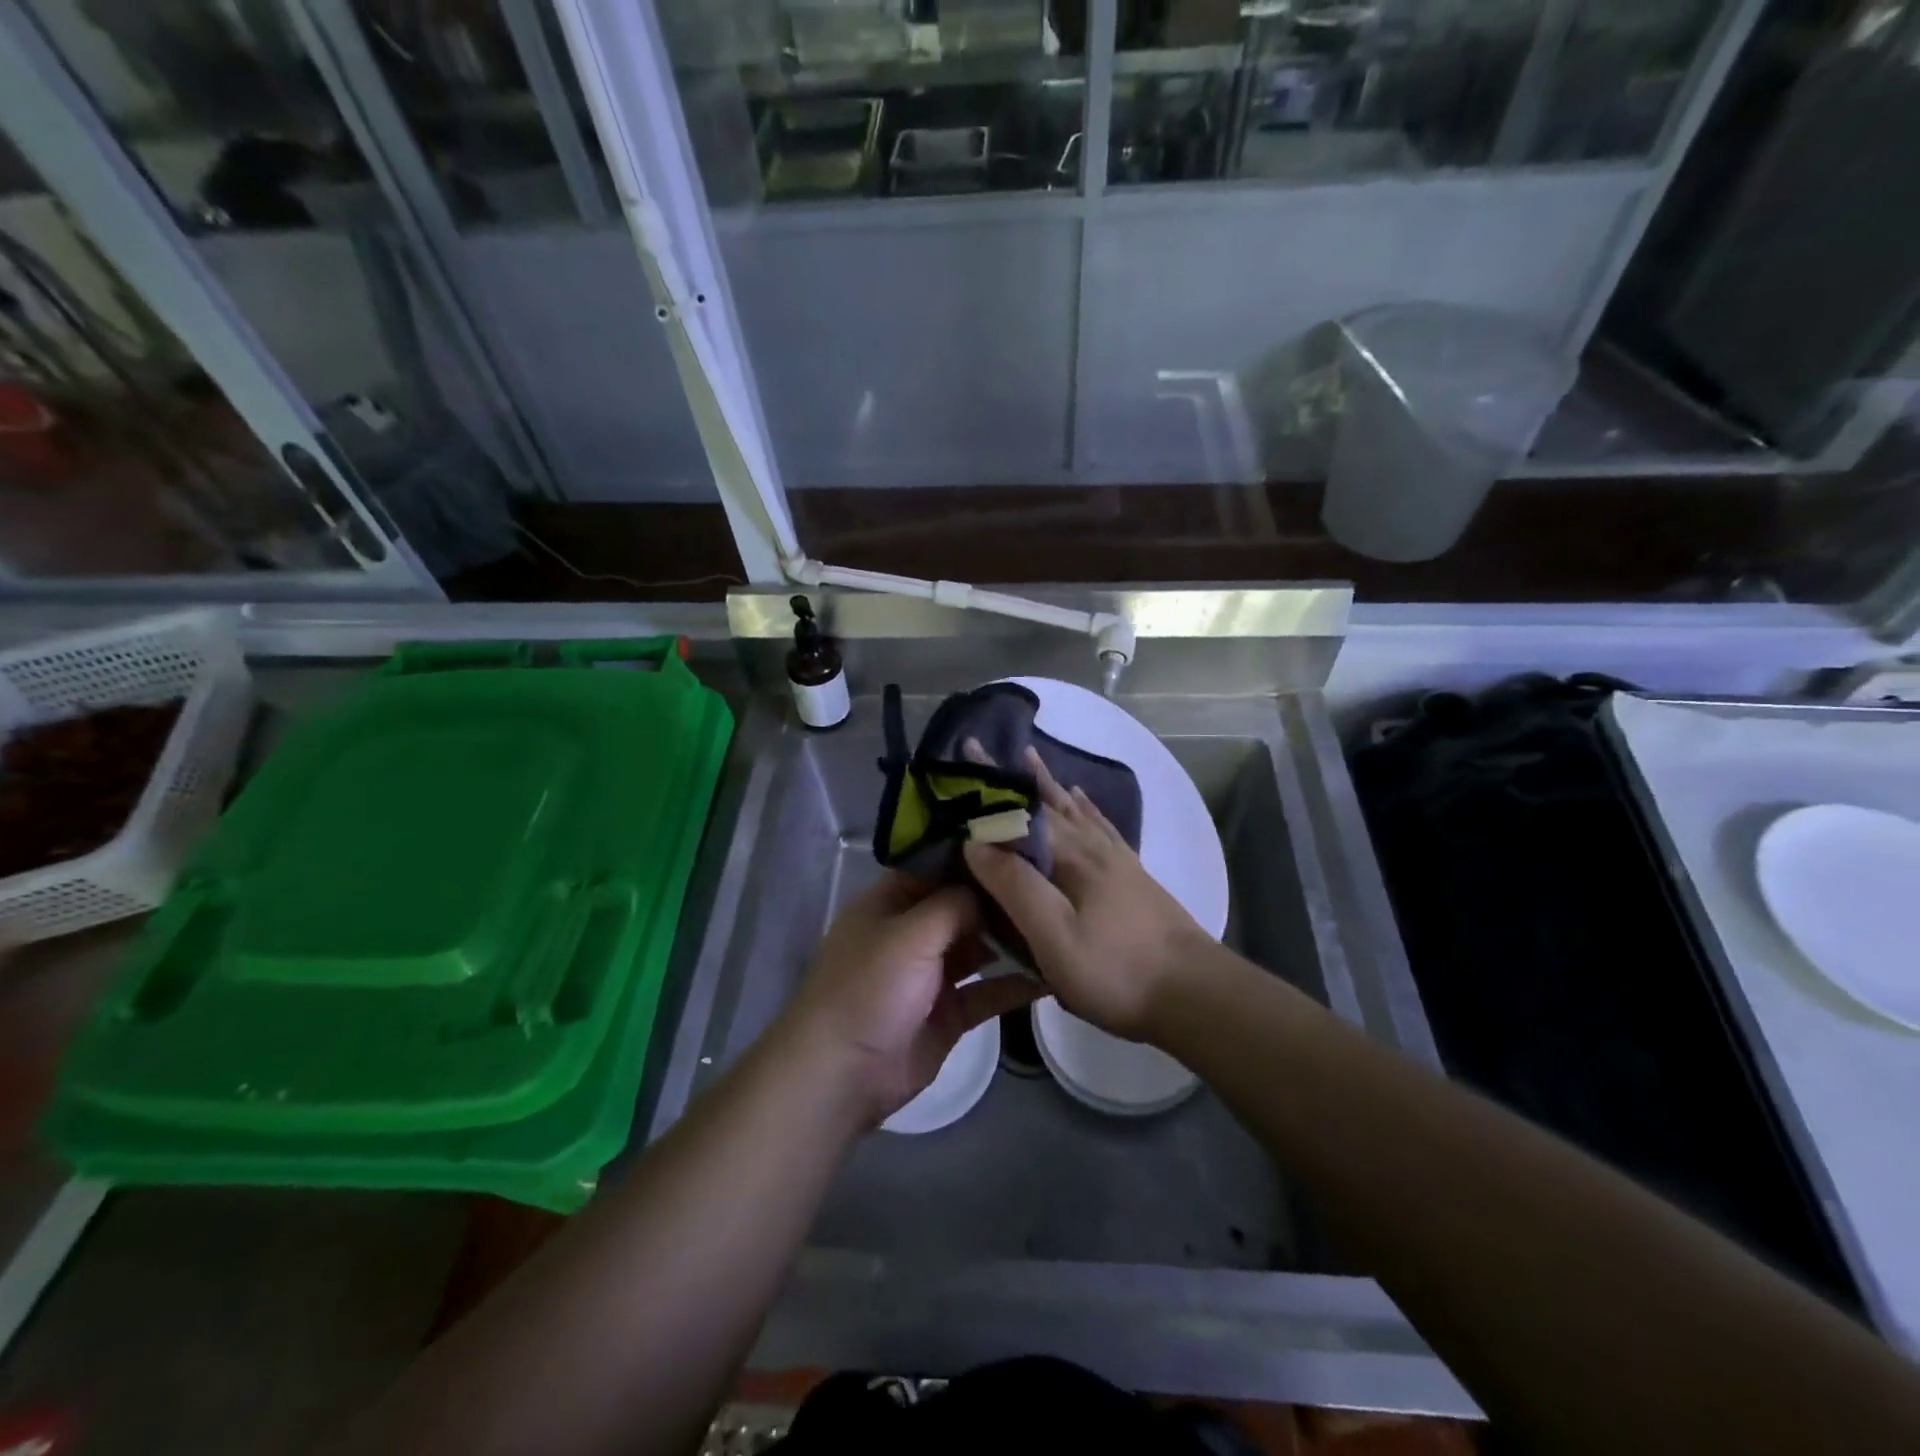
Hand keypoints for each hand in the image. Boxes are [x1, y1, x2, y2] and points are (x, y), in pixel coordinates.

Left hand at [782, 871, 1039, 1126]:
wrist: (843, 1073)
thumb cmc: (869, 988)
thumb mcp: (909, 934)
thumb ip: (953, 904)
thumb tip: (990, 887)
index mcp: (891, 903)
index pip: (937, 867)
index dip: (975, 857)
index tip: (1021, 843)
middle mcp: (913, 932)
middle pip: (963, 906)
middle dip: (1001, 898)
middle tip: (1054, 882)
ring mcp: (931, 974)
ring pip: (979, 947)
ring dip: (1012, 939)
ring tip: (1059, 922)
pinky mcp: (949, 1013)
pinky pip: (988, 991)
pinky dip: (1016, 984)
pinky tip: (1054, 972)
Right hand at [963, 748, 1209, 1040]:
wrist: (1194, 993)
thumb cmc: (1116, 970)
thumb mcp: (1054, 937)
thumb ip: (1015, 887)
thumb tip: (975, 842)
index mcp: (1070, 856)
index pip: (1019, 809)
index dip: (989, 783)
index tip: (964, 750)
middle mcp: (1092, 846)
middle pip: (1045, 801)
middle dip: (1010, 776)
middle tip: (982, 748)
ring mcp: (1116, 858)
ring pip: (1074, 809)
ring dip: (1046, 783)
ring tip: (1029, 758)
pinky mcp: (1132, 874)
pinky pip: (1101, 825)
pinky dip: (1085, 807)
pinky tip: (1081, 799)